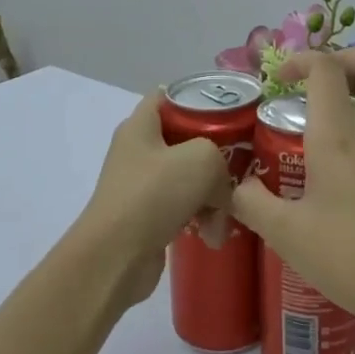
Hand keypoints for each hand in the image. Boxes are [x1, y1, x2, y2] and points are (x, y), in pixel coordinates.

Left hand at [74, 91, 233, 306]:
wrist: (115, 257)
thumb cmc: (154, 194)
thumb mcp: (202, 159)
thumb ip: (221, 159)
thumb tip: (220, 188)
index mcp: (141, 126)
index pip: (168, 96)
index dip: (198, 98)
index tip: (230, 113)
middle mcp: (138, 151)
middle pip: (185, 141)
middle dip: (215, 156)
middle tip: (239, 167)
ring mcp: (141, 186)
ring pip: (188, 179)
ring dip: (212, 196)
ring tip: (226, 215)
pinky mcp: (146, 217)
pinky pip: (182, 208)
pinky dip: (200, 218)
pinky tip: (213, 235)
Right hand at [230, 49, 354, 332]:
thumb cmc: (347, 257)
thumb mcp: (285, 234)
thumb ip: (252, 202)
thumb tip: (236, 186)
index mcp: (337, 138)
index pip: (325, 70)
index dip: (301, 60)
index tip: (280, 80)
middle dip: (344, 57)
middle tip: (319, 79)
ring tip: (347, 95)